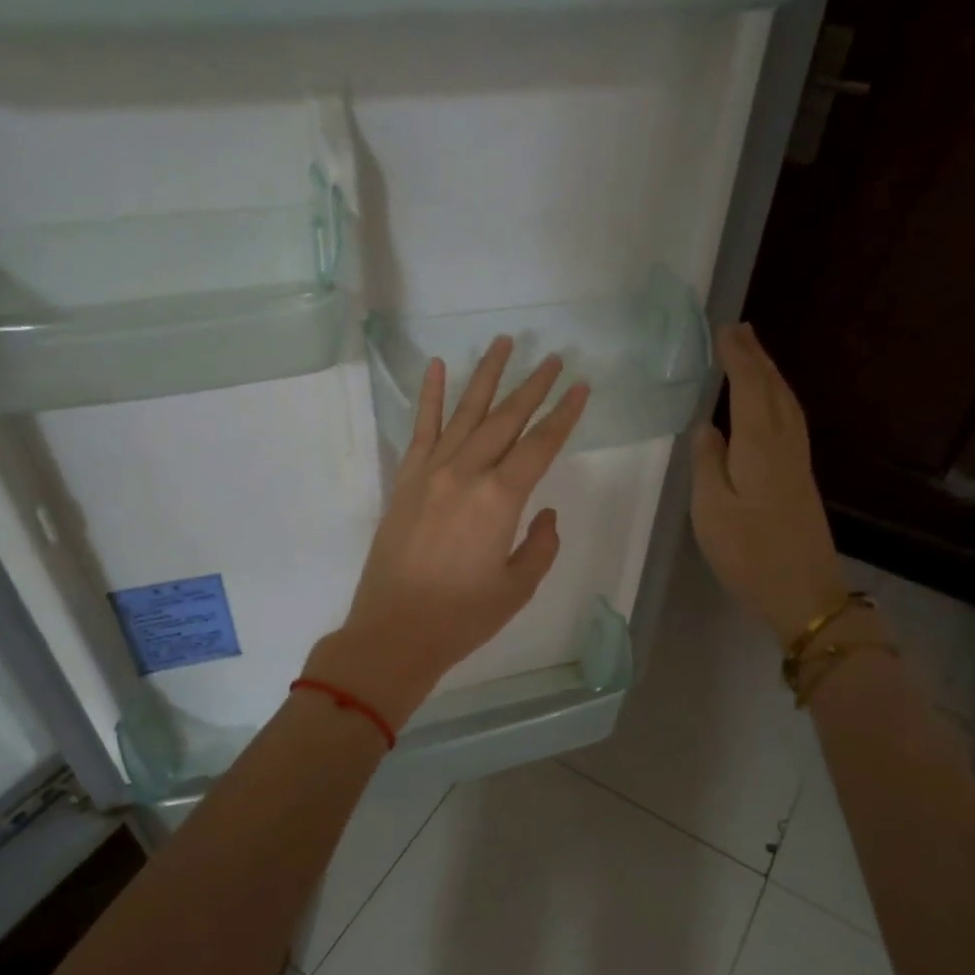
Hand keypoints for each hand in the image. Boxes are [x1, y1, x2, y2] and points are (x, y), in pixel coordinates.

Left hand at [307, 337, 589, 727]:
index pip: (540, 445)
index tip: (580, 386)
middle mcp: (466, 473)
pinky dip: (430, 397)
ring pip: (465, 413)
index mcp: (499, 499)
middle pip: (506, 419)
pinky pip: (421, 430)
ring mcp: (431, 473)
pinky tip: (438, 367)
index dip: (563, 415)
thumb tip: (544, 513)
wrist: (394, 632)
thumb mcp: (517, 588)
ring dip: (486, 376)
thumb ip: (540, 546)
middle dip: (532, 386)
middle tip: (552, 357)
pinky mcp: (406, 481)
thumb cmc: (461, 617)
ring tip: (503, 343)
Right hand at [690, 323, 845, 645]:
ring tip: (753, 354)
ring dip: (769, 374)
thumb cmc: (748, 553)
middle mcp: (784, 443)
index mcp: (760, 445)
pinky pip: (789, 419)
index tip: (723, 330)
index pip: (748, 387)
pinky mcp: (800, 477)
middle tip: (739, 329)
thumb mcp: (711, 510)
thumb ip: (707, 463)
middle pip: (773, 388)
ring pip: (785, 402)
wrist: (804, 592)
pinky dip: (776, 397)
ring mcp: (797, 460)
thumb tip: (707, 426)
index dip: (737, 357)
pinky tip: (768, 403)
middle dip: (756, 356)